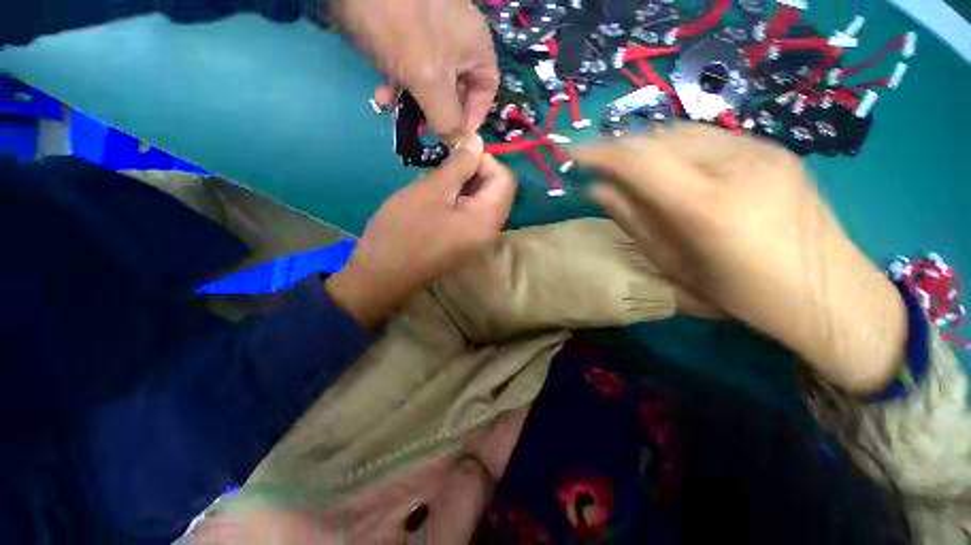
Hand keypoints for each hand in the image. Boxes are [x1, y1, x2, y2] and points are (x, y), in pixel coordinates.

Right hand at [327, 136, 516, 327]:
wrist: (383, 275)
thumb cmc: (404, 231)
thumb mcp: (431, 190)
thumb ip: (460, 164)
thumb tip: (478, 141)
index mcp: (487, 219)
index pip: (505, 179)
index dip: (485, 160)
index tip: (457, 153)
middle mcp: (490, 232)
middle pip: (495, 192)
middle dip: (474, 172)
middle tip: (444, 165)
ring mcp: (477, 241)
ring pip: (481, 203)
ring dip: (463, 186)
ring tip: (436, 181)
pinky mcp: (463, 245)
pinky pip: (471, 216)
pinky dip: (458, 200)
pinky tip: (436, 198)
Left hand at [331, 0, 498, 142]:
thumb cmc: (402, 26)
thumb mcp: (430, 81)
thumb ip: (448, 120)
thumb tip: (461, 148)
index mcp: (477, 49)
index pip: (485, 93)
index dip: (472, 118)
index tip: (453, 136)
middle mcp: (459, 44)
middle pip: (457, 93)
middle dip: (437, 115)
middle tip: (421, 129)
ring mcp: (432, 39)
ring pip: (431, 86)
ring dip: (413, 104)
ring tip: (393, 110)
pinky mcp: (407, 37)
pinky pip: (411, 71)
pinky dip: (399, 86)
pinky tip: (382, 94)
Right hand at [575, 123, 905, 393]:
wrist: (828, 292)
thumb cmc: (741, 293)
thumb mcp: (674, 265)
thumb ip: (633, 221)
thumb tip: (597, 191)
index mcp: (707, 206)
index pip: (639, 160)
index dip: (600, 152)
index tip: (573, 154)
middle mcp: (735, 166)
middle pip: (659, 137)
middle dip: (621, 148)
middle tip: (601, 166)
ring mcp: (760, 150)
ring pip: (682, 131)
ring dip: (646, 146)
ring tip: (630, 167)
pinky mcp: (772, 148)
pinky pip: (707, 136)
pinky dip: (675, 147)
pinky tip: (670, 167)